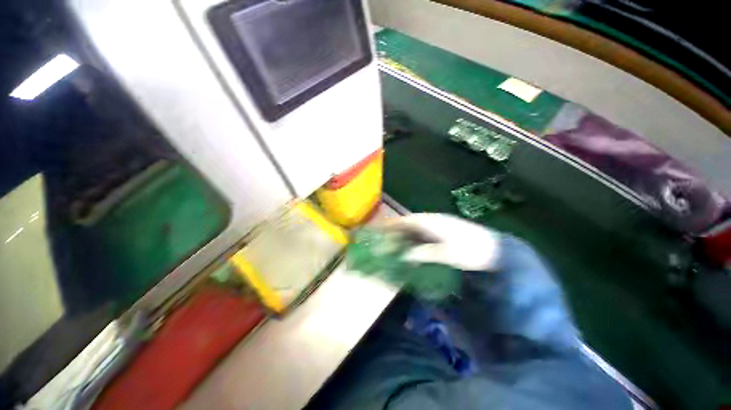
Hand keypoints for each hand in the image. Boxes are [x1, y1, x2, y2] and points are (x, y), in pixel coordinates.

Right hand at [385, 213, 500, 271]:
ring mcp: (439, 226)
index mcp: (433, 222)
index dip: (394, 224)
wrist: (495, 250)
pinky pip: (424, 234)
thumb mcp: (447, 254)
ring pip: (417, 229)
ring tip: (395, 245)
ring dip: (406, 235)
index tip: (381, 229)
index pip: (408, 220)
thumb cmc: (471, 251)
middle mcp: (434, 221)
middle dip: (397, 231)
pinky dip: (415, 239)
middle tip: (386, 240)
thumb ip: (424, 253)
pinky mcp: (444, 232)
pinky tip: (413, 247)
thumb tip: (405, 256)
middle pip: (410, 223)